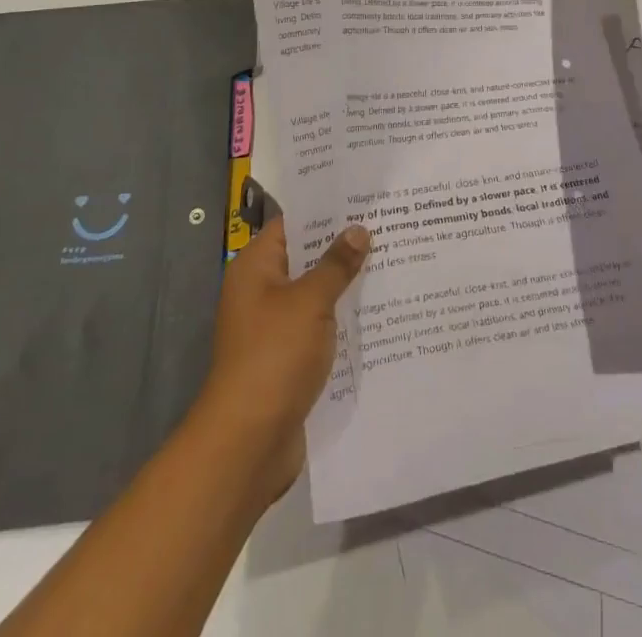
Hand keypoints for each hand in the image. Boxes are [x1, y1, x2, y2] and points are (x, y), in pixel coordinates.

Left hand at [192, 216, 368, 506]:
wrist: (248, 443)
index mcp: (255, 268)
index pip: (293, 224)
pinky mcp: (287, 358)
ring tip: (393, 263)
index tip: (365, 198)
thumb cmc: (274, 357)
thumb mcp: (310, 302)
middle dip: (344, 247)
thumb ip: (336, 264)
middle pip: (306, 258)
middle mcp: (261, 292)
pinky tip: (379, 313)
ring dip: (346, 285)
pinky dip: (342, 320)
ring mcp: (273, 327)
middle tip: (390, 227)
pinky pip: (319, 327)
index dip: (327, 211)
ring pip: (316, 294)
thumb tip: (358, 230)